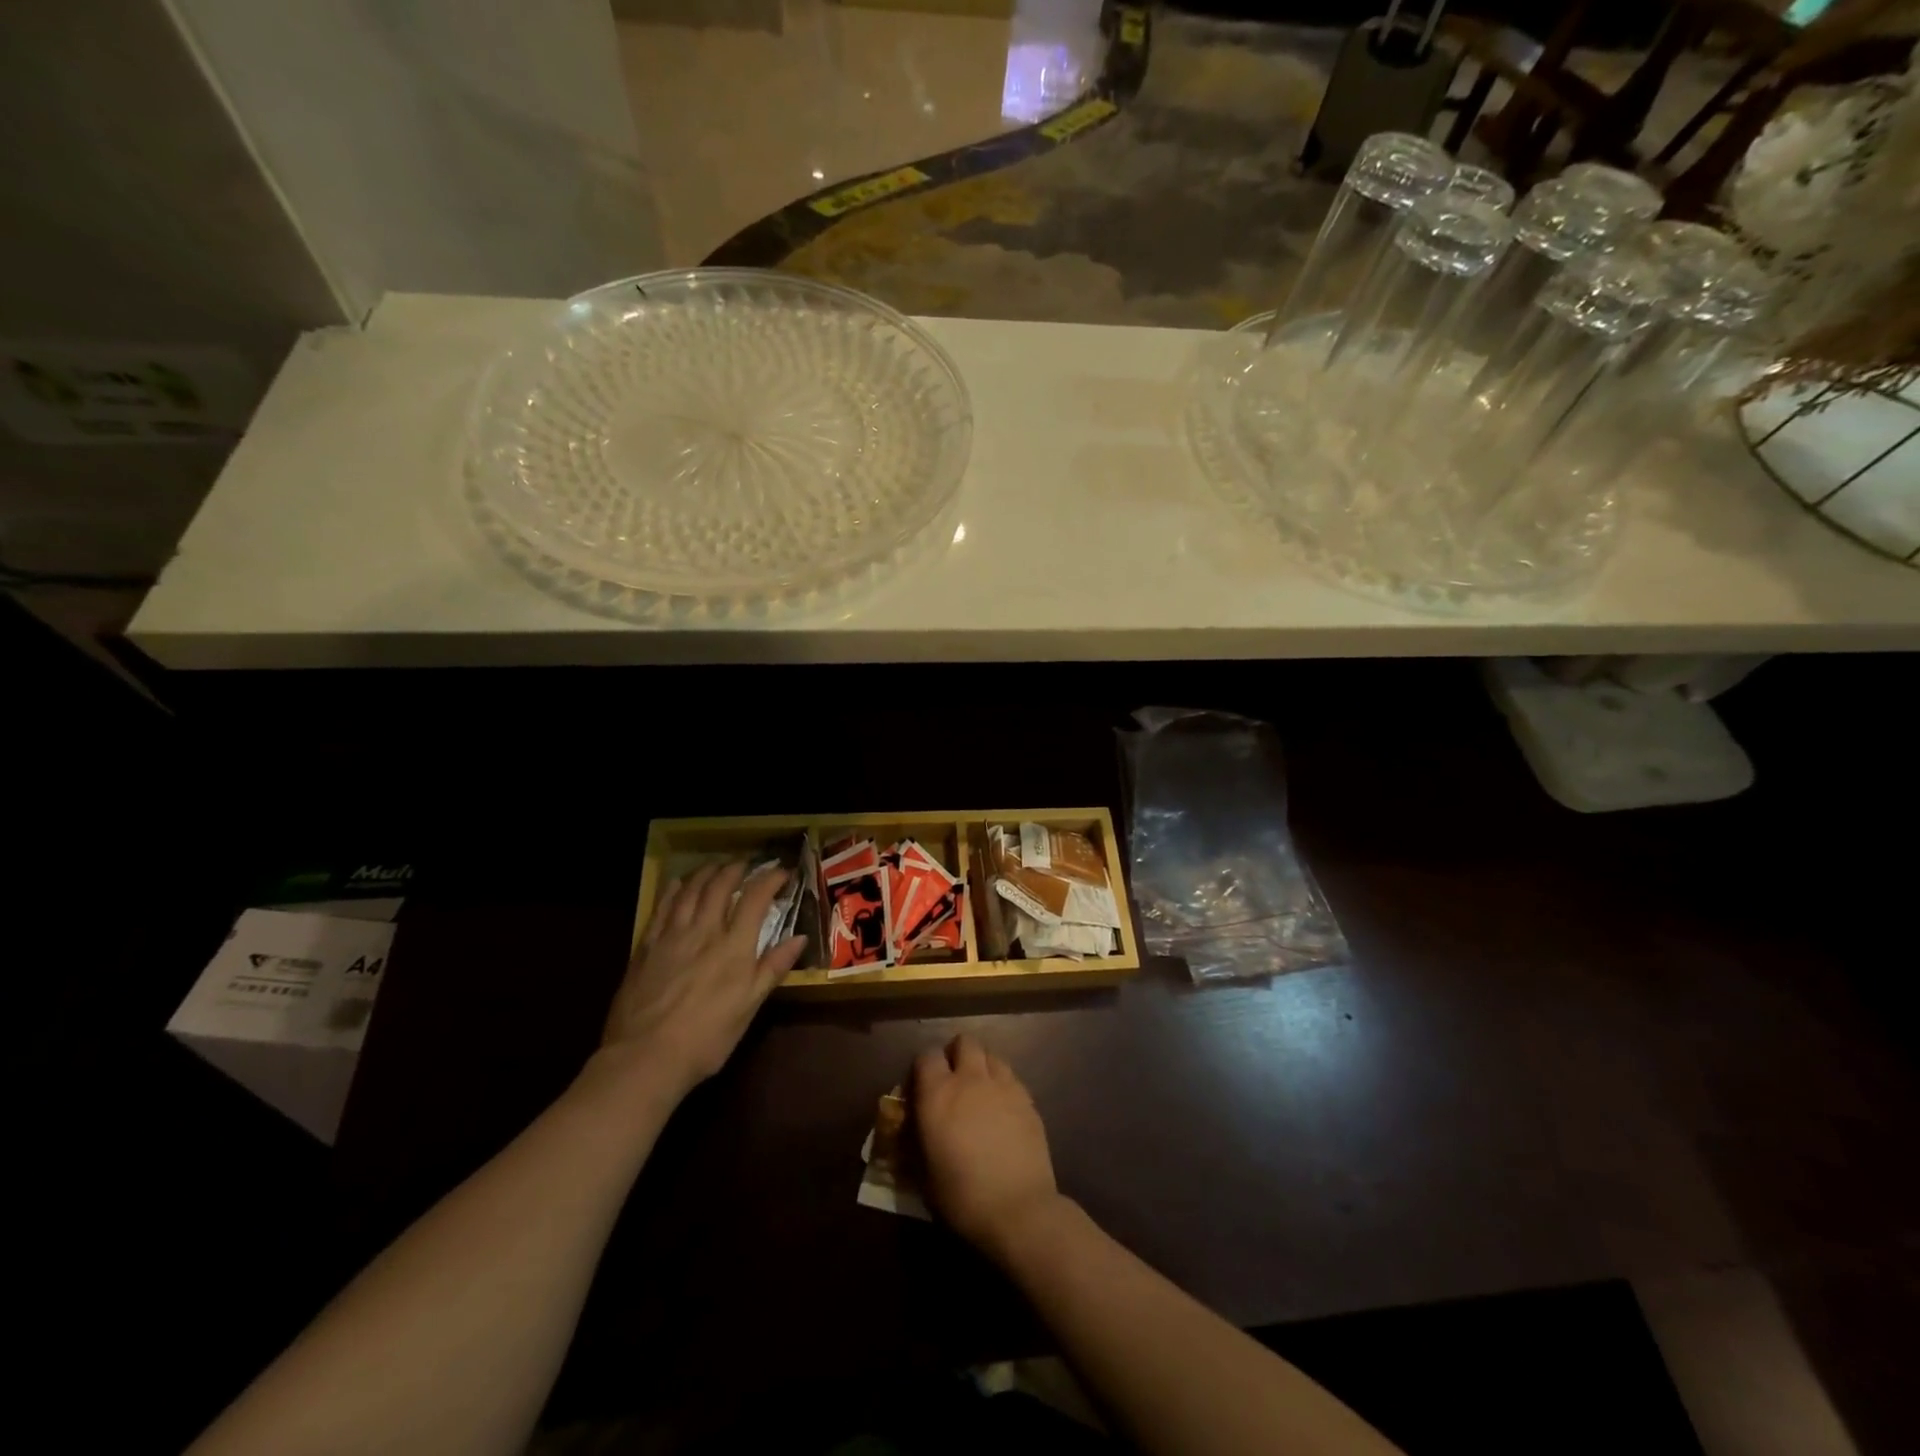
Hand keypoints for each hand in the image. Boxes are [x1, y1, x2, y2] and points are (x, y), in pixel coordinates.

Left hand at [598, 861, 806, 1100]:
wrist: (644, 1058)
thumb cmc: (706, 1038)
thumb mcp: (749, 1007)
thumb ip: (773, 968)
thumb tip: (800, 938)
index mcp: (734, 947)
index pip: (755, 899)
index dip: (770, 880)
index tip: (782, 873)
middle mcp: (704, 932)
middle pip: (720, 887)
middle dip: (735, 870)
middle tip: (745, 865)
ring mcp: (671, 937)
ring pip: (690, 891)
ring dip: (705, 873)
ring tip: (715, 866)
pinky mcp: (646, 947)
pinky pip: (661, 908)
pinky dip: (673, 891)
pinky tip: (678, 884)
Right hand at [913, 1034, 1063, 1258]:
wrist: (1018, 1209)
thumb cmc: (962, 1197)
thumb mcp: (924, 1174)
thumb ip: (917, 1140)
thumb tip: (913, 1129)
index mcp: (939, 1094)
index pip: (926, 1055)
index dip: (924, 1067)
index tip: (922, 1086)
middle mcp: (970, 1079)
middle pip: (964, 1042)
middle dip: (956, 1054)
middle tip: (954, 1080)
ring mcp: (1003, 1085)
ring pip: (991, 1054)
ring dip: (982, 1065)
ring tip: (980, 1091)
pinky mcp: (1027, 1098)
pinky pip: (1011, 1076)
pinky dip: (1003, 1084)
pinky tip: (1002, 1109)